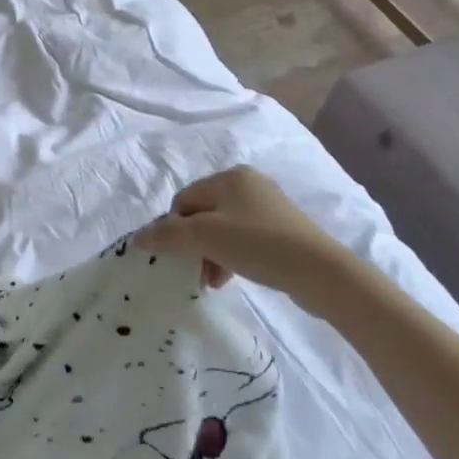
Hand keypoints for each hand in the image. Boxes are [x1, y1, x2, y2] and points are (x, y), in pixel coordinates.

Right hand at [135, 167, 352, 305]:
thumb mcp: (205, 238)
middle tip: (196, 272)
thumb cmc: (258, 244)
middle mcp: (248, 184)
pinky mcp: (282, 230)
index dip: (174, 229)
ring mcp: (268, 207)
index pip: (183, 200)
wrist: (320, 272)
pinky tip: (231, 278)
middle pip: (202, 215)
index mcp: (229, 177)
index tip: (179, 256)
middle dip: (193, 245)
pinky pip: (243, 239)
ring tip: (214, 281)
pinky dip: (231, 257)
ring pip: (221, 229)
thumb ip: (167, 235)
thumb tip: (137, 238)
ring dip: (210, 254)